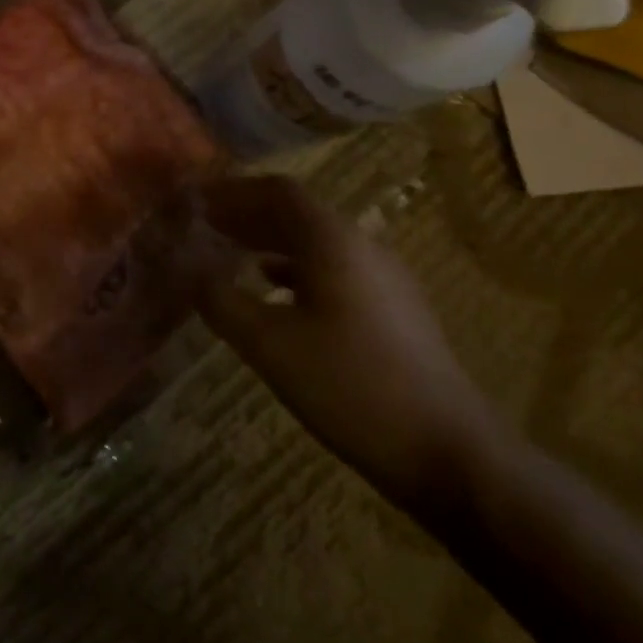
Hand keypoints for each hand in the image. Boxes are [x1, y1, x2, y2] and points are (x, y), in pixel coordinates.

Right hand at [197, 175, 502, 518]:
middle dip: (248, 215)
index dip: (233, 191)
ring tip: (231, 255)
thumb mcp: (272, 346)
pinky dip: (295, 271)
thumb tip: (190, 273)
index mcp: (332, 240)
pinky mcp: (393, 310)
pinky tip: (275, 294)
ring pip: (316, 243)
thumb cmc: (353, 387)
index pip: (277, 191)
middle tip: (205, 227)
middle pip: (297, 213)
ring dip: (270, 242)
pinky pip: (333, 270)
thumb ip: (223, 302)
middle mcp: (361, 245)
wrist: (451, 452)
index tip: (197, 202)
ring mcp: (383, 278)